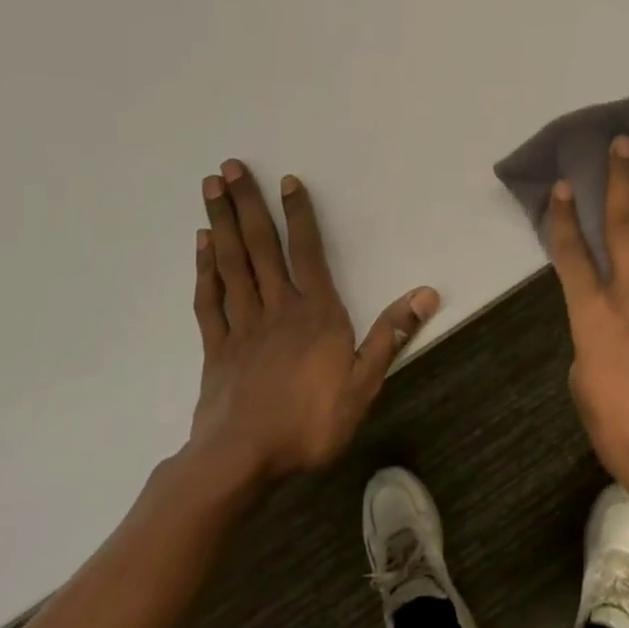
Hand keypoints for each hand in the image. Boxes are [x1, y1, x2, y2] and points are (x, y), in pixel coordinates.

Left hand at [187, 161, 438, 483]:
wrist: (243, 460)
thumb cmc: (311, 421)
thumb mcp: (365, 382)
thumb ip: (391, 334)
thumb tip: (427, 293)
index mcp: (315, 312)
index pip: (308, 252)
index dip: (298, 214)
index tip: (286, 181)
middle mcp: (276, 307)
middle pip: (260, 247)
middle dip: (246, 205)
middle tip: (228, 167)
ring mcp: (241, 325)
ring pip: (231, 264)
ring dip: (221, 224)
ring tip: (210, 189)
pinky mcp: (216, 347)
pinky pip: (208, 299)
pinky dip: (204, 269)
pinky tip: (201, 246)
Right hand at [546, 136, 628, 527]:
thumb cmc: (624, 431)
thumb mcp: (585, 384)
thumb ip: (591, 338)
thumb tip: (604, 319)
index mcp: (593, 315)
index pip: (572, 253)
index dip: (564, 216)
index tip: (563, 186)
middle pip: (623, 223)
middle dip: (620, 180)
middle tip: (623, 144)